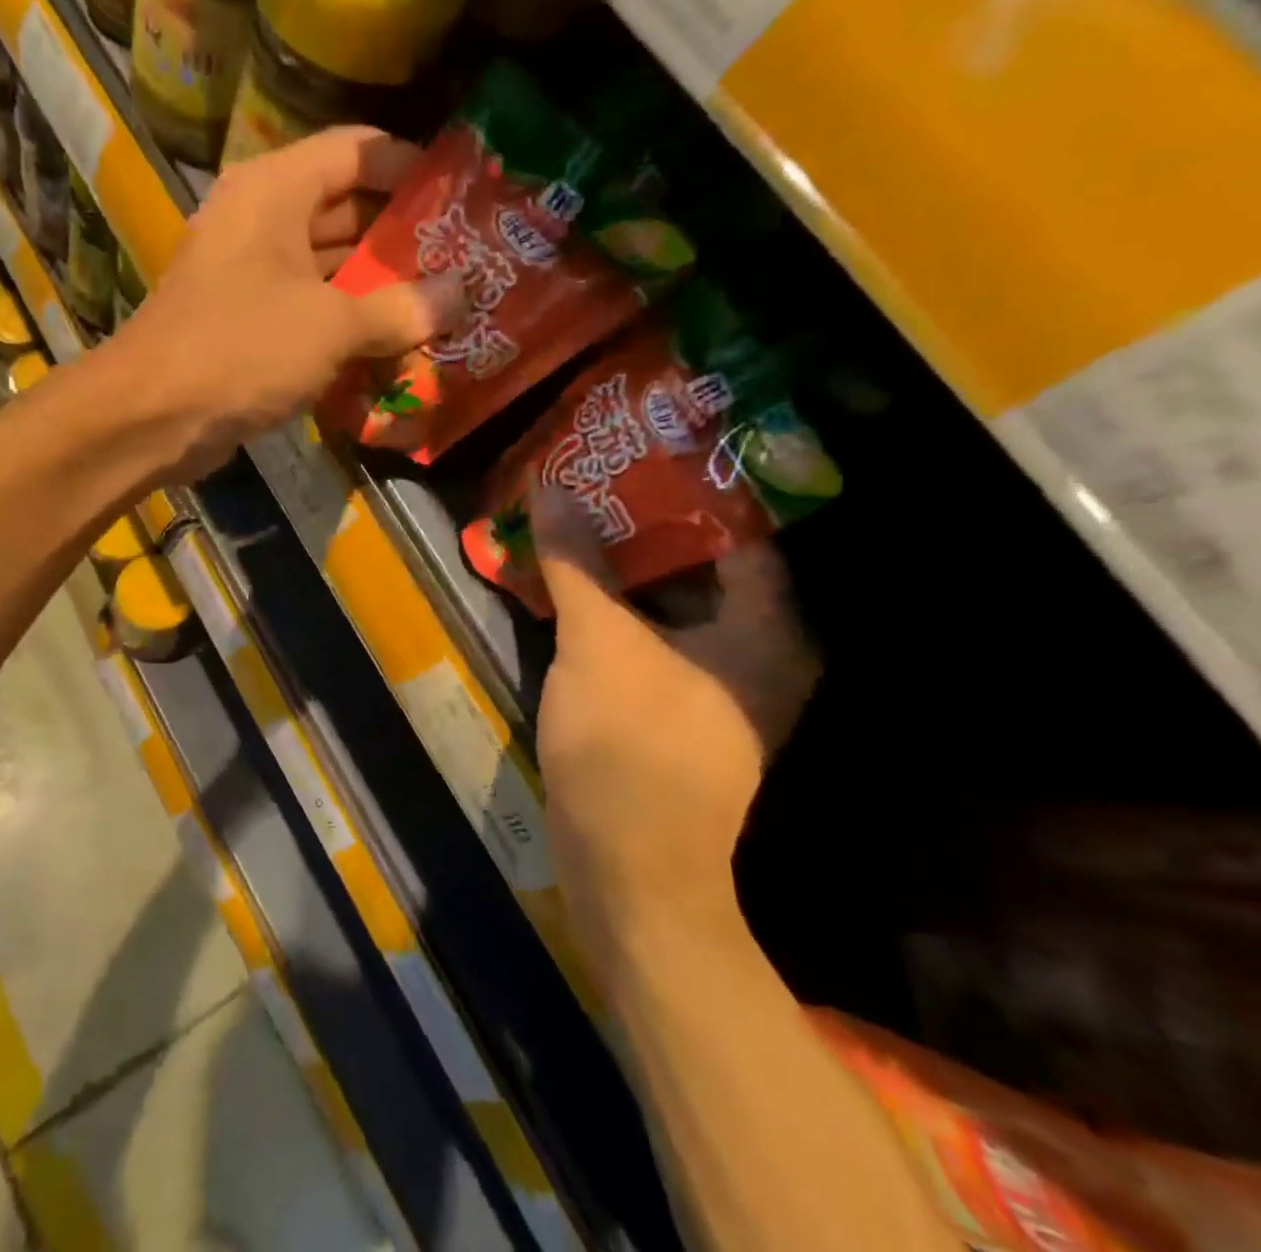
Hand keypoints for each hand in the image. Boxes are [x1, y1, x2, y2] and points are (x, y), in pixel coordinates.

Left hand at [105, 127, 463, 480]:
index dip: (410, 165)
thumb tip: (459, 295)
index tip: (460, 195)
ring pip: (327, 266)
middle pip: (344, 209)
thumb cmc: (241, 348)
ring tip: (439, 305)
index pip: (355, 150)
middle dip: (401, 237)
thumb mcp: (331, 325)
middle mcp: (259, 220)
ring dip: (377, 287)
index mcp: (275, 190)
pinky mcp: (244, 322)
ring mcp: (248, 274)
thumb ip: (400, 308)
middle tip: (462, 260)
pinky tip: (390, 347)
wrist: (153, 416)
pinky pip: (307, 310)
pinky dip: (344, 325)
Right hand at [532, 486, 819, 934]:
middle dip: (647, 523)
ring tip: (579, 517)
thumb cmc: (630, 743)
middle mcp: (756, 653)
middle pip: (701, 566)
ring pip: (671, 603)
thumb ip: (576, 562)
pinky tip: (574, 583)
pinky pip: (653, 636)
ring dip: (626, 566)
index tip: (643, 452)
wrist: (627, 865)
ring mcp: (715, 685)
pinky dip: (619, 608)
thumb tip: (551, 486)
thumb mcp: (599, 641)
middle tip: (599, 479)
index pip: (740, 531)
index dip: (692, 488)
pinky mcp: (677, 708)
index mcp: (766, 630)